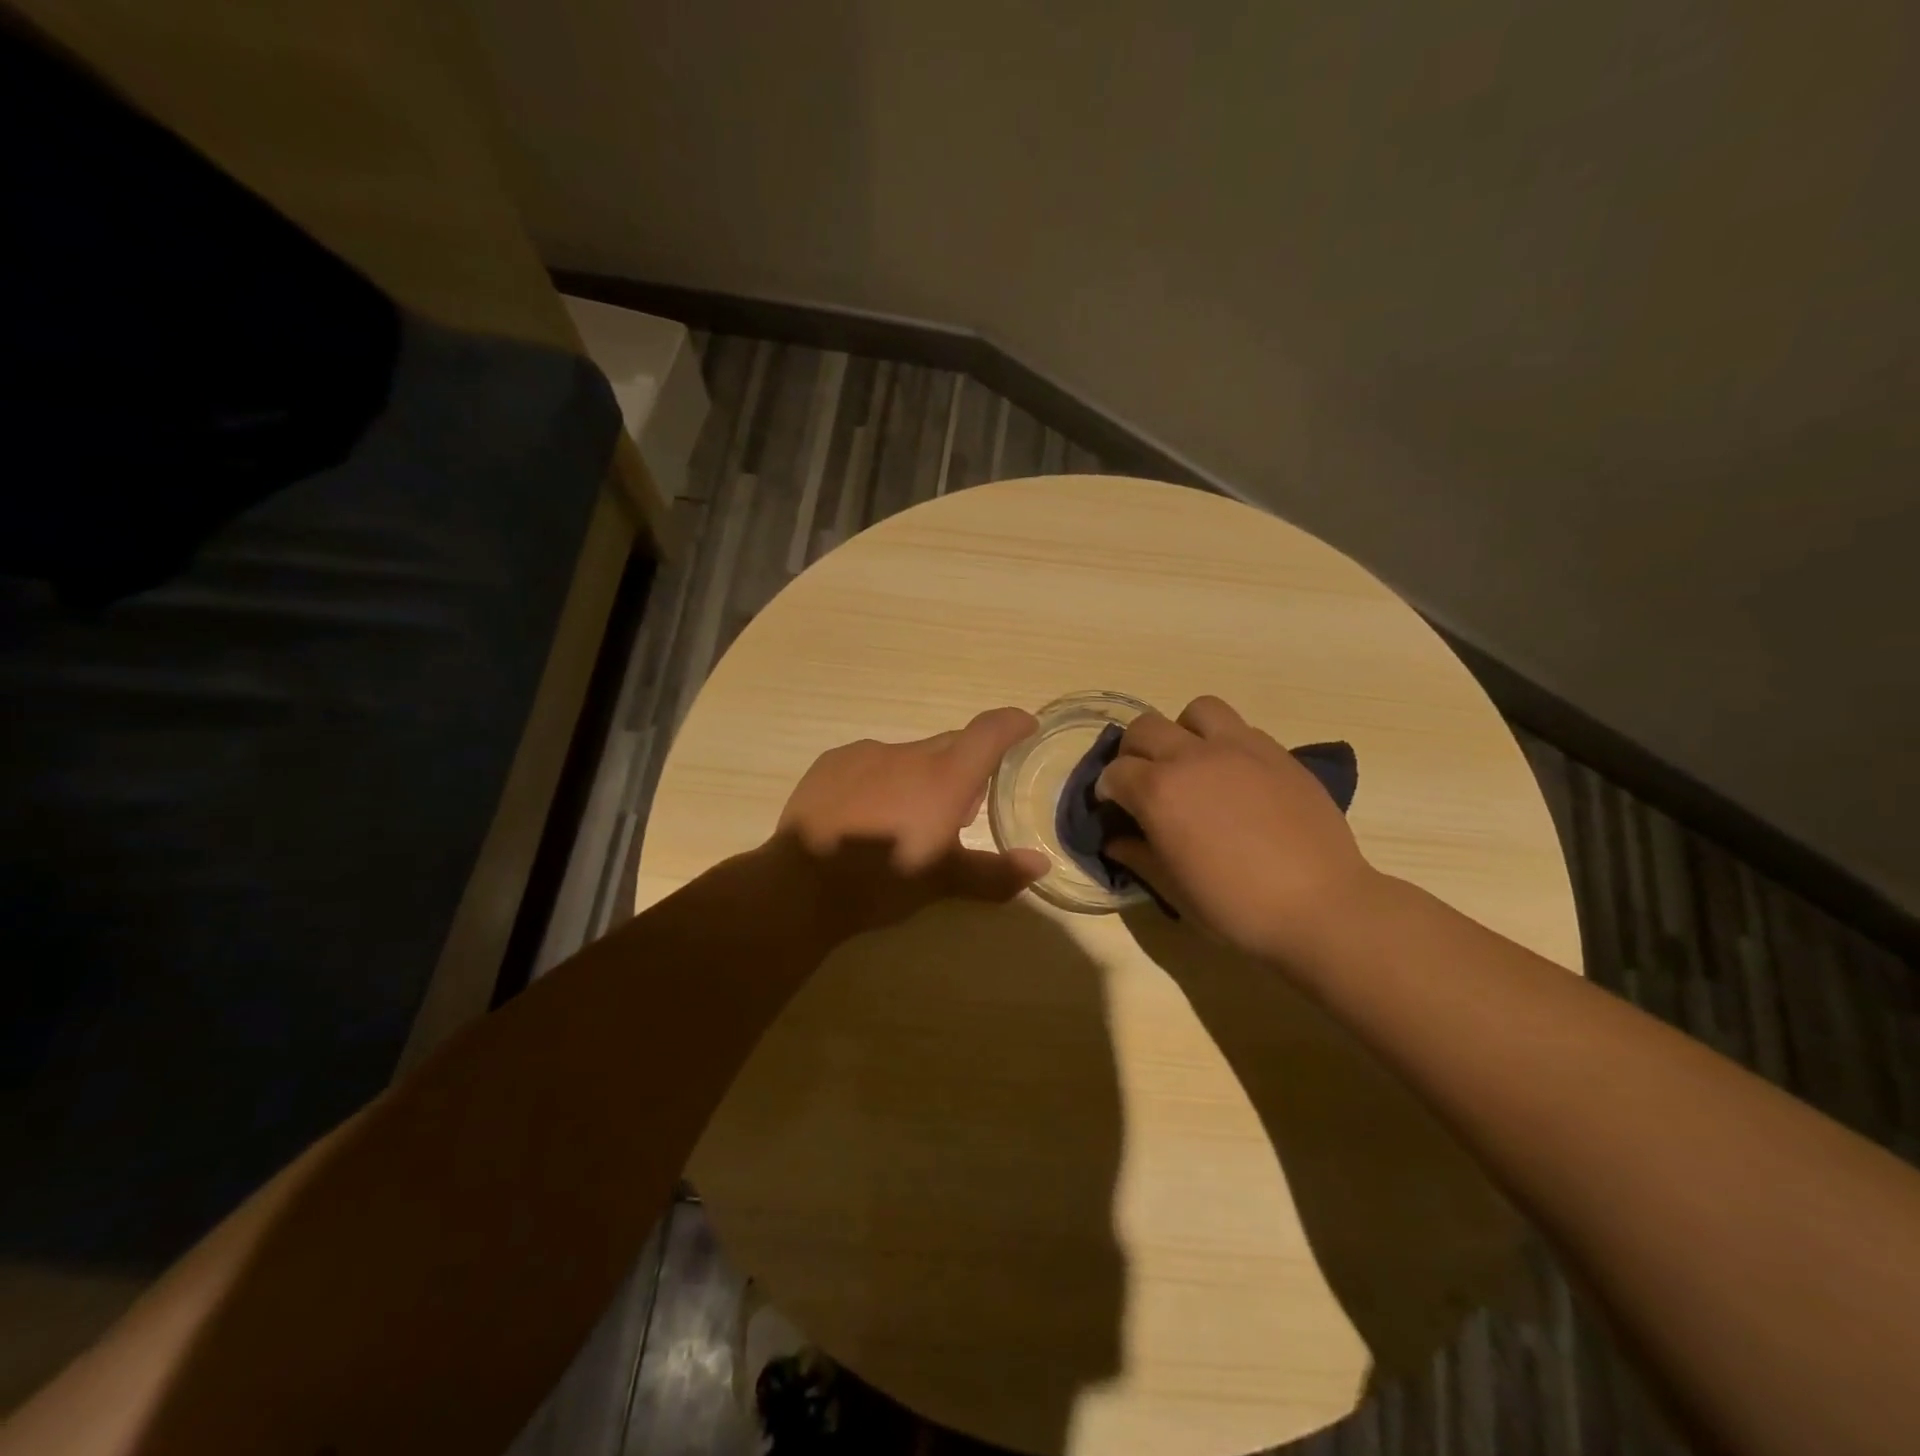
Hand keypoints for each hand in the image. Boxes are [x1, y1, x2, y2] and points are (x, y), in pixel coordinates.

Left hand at [768, 707, 1050, 940]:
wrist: (801, 886)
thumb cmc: (883, 882)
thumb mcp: (943, 882)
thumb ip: (996, 873)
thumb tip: (1040, 863)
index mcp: (945, 777)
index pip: (990, 731)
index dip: (1013, 723)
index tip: (1025, 728)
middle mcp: (910, 753)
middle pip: (951, 745)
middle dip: (964, 769)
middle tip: (958, 811)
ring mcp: (867, 753)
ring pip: (909, 756)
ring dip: (919, 777)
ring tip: (903, 819)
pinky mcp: (833, 761)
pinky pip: (870, 762)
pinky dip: (881, 779)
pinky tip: (865, 813)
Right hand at [1097, 695, 1378, 963]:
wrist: (1320, 906)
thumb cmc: (1236, 907)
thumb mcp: (1174, 890)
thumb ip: (1138, 857)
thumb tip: (1115, 841)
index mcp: (1158, 792)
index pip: (1114, 772)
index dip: (1108, 792)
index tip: (1115, 810)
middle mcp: (1192, 757)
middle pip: (1144, 728)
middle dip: (1134, 752)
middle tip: (1145, 781)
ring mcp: (1238, 748)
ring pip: (1196, 711)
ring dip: (1183, 731)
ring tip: (1192, 763)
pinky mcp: (1276, 752)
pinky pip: (1240, 728)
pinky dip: (1225, 743)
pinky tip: (1235, 777)